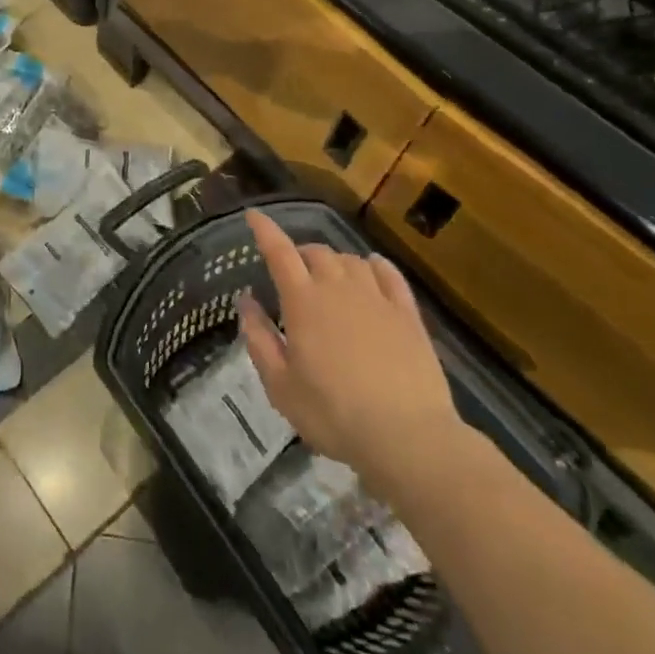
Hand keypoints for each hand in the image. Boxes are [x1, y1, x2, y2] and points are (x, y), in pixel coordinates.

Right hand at [238, 210, 462, 488]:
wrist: (408, 438)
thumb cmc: (333, 414)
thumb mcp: (280, 385)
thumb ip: (258, 337)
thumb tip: (245, 299)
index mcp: (302, 301)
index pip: (278, 251)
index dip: (264, 229)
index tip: (253, 215)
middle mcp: (338, 288)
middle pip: (316, 252)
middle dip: (300, 254)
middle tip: (293, 273)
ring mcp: (377, 298)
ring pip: (351, 260)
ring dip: (334, 261)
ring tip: (329, 278)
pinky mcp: (408, 315)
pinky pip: (389, 275)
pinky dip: (375, 265)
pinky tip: (372, 268)